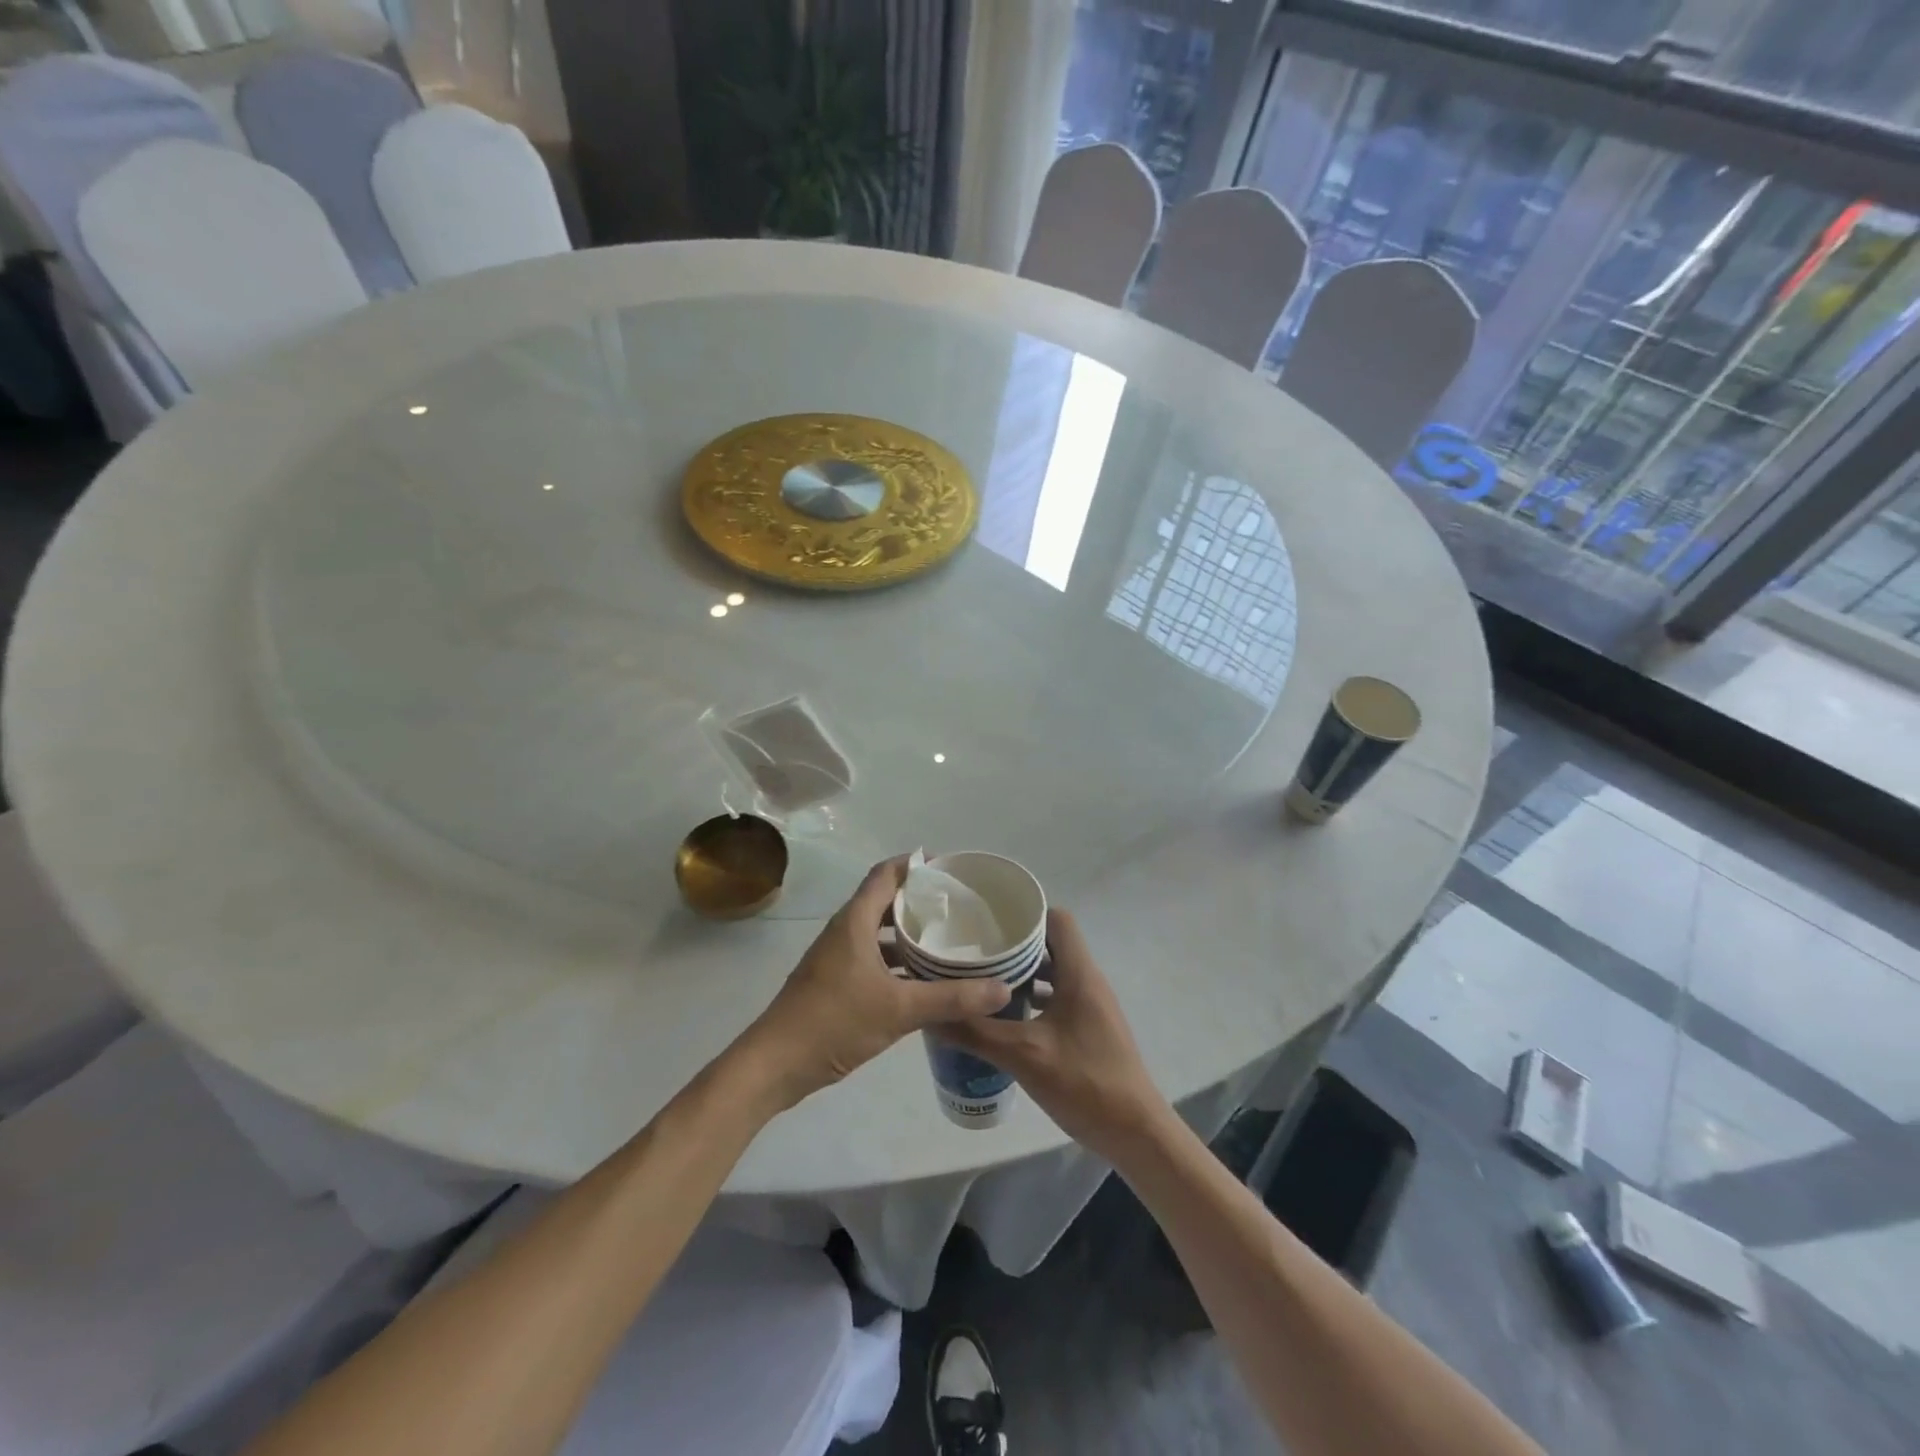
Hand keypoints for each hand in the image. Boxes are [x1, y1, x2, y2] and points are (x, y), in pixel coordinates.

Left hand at [733, 857, 1012, 1111]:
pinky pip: (873, 958)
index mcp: (855, 921)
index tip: (949, 868)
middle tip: (958, 906)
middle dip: (920, 900)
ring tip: (948, 939)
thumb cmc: (834, 1022)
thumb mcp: (899, 1010)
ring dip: (909, 933)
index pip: (886, 874)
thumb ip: (951, 999)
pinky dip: (898, 960)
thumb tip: (1002, 988)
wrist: (775, 1065)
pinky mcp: (835, 982)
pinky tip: (924, 979)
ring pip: (879, 933)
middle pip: (885, 901)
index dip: (915, 865)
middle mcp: (845, 931)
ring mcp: (837, 958)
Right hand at [941, 909, 1166, 1158]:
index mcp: (1079, 973)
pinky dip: (1032, 1000)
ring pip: (1053, 974)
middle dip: (1013, 946)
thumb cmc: (1084, 1083)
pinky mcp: (1089, 1029)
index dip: (1025, 915)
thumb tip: (932, 1013)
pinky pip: (1057, 999)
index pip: (1057, 919)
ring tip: (981, 981)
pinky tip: (1004, 1019)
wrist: (1136, 1134)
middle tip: (974, 951)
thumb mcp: (1023, 1055)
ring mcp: (1091, 1006)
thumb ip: (975, 1032)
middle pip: (1051, 945)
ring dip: (1021, 975)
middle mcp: (1088, 981)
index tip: (989, 922)